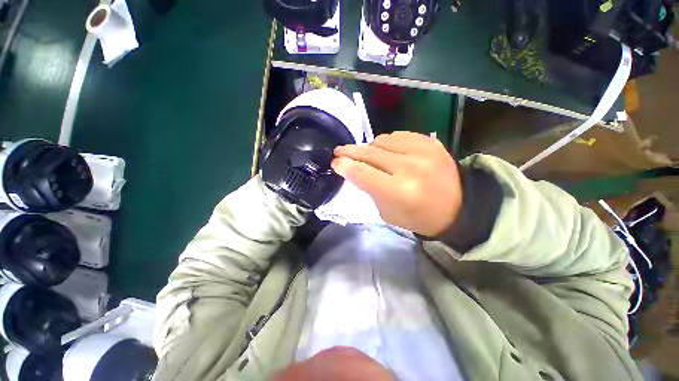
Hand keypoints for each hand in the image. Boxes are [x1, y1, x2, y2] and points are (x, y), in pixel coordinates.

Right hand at [332, 131, 462, 235]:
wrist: (458, 207)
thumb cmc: (418, 217)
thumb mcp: (387, 212)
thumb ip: (369, 189)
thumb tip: (353, 169)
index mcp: (398, 191)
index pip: (362, 172)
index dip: (344, 165)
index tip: (335, 162)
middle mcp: (409, 167)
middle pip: (369, 153)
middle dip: (350, 151)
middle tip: (339, 151)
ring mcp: (422, 151)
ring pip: (382, 140)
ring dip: (369, 147)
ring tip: (365, 153)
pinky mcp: (430, 142)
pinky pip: (398, 135)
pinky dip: (387, 142)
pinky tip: (385, 150)